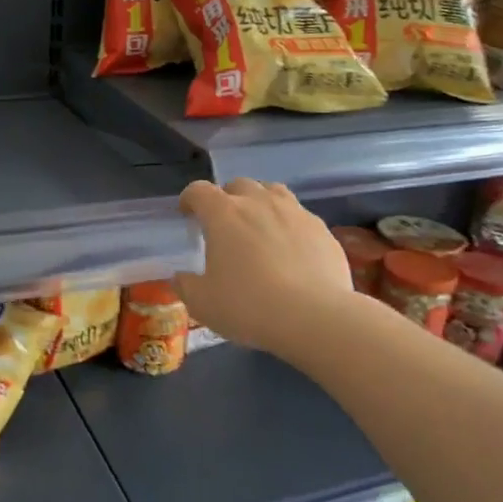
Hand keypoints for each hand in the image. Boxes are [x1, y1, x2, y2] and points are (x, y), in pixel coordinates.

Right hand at [175, 179, 354, 357]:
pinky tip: (290, 249)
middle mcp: (259, 203)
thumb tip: (181, 277)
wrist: (314, 316)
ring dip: (260, 202)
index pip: (199, 190)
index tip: (187, 213)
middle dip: (227, 198)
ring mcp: (294, 212)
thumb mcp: (202, 304)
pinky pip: (299, 215)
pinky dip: (289, 224)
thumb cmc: (248, 306)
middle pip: (238, 185)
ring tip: (259, 226)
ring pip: (273, 192)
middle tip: (225, 223)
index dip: (189, 198)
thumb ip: (186, 286)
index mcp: (224, 214)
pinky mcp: (321, 229)